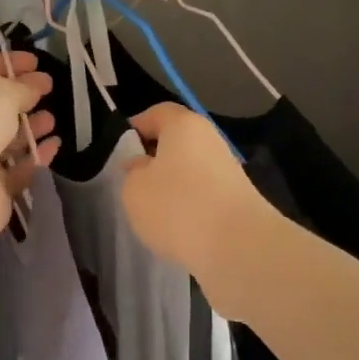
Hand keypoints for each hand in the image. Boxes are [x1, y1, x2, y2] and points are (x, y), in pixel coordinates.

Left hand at [0, 53, 58, 244]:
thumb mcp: (0, 90)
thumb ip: (23, 86)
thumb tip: (37, 84)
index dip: (10, 63)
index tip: (38, 61)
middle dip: (23, 97)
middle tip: (49, 91)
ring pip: (7, 138)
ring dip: (31, 127)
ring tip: (52, 120)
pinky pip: (19, 168)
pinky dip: (36, 156)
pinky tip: (53, 145)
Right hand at [121, 104, 274, 316]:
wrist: (238, 247)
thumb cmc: (177, 206)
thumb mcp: (134, 189)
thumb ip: (133, 172)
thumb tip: (142, 165)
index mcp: (184, 125)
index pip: (157, 113)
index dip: (136, 127)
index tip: (120, 150)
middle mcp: (210, 140)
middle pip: (176, 142)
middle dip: (155, 159)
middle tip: (133, 183)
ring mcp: (228, 171)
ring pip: (190, 170)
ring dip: (172, 186)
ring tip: (153, 211)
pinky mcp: (237, 200)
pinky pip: (204, 195)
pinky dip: (189, 206)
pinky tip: (177, 228)